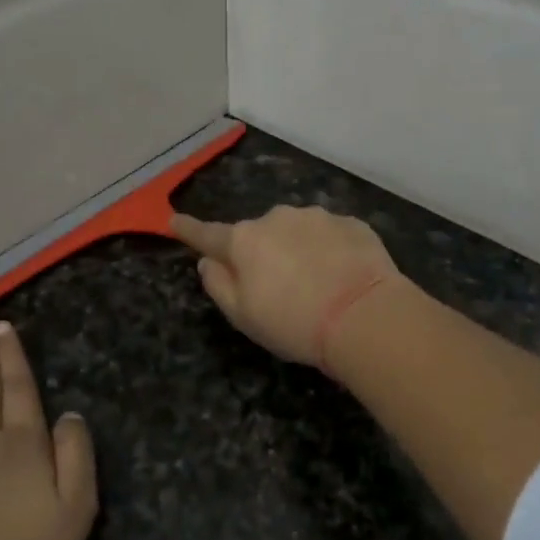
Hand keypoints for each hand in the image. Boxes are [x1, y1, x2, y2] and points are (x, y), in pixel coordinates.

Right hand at [171, 205, 402, 366]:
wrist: (365, 315)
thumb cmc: (294, 322)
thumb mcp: (243, 316)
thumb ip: (218, 285)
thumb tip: (208, 261)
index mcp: (244, 241)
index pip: (208, 234)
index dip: (189, 230)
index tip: (174, 220)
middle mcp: (276, 218)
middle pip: (258, 235)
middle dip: (262, 254)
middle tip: (278, 290)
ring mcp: (317, 216)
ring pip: (297, 232)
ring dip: (298, 251)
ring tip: (317, 286)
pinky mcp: (352, 223)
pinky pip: (331, 236)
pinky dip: (331, 252)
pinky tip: (343, 277)